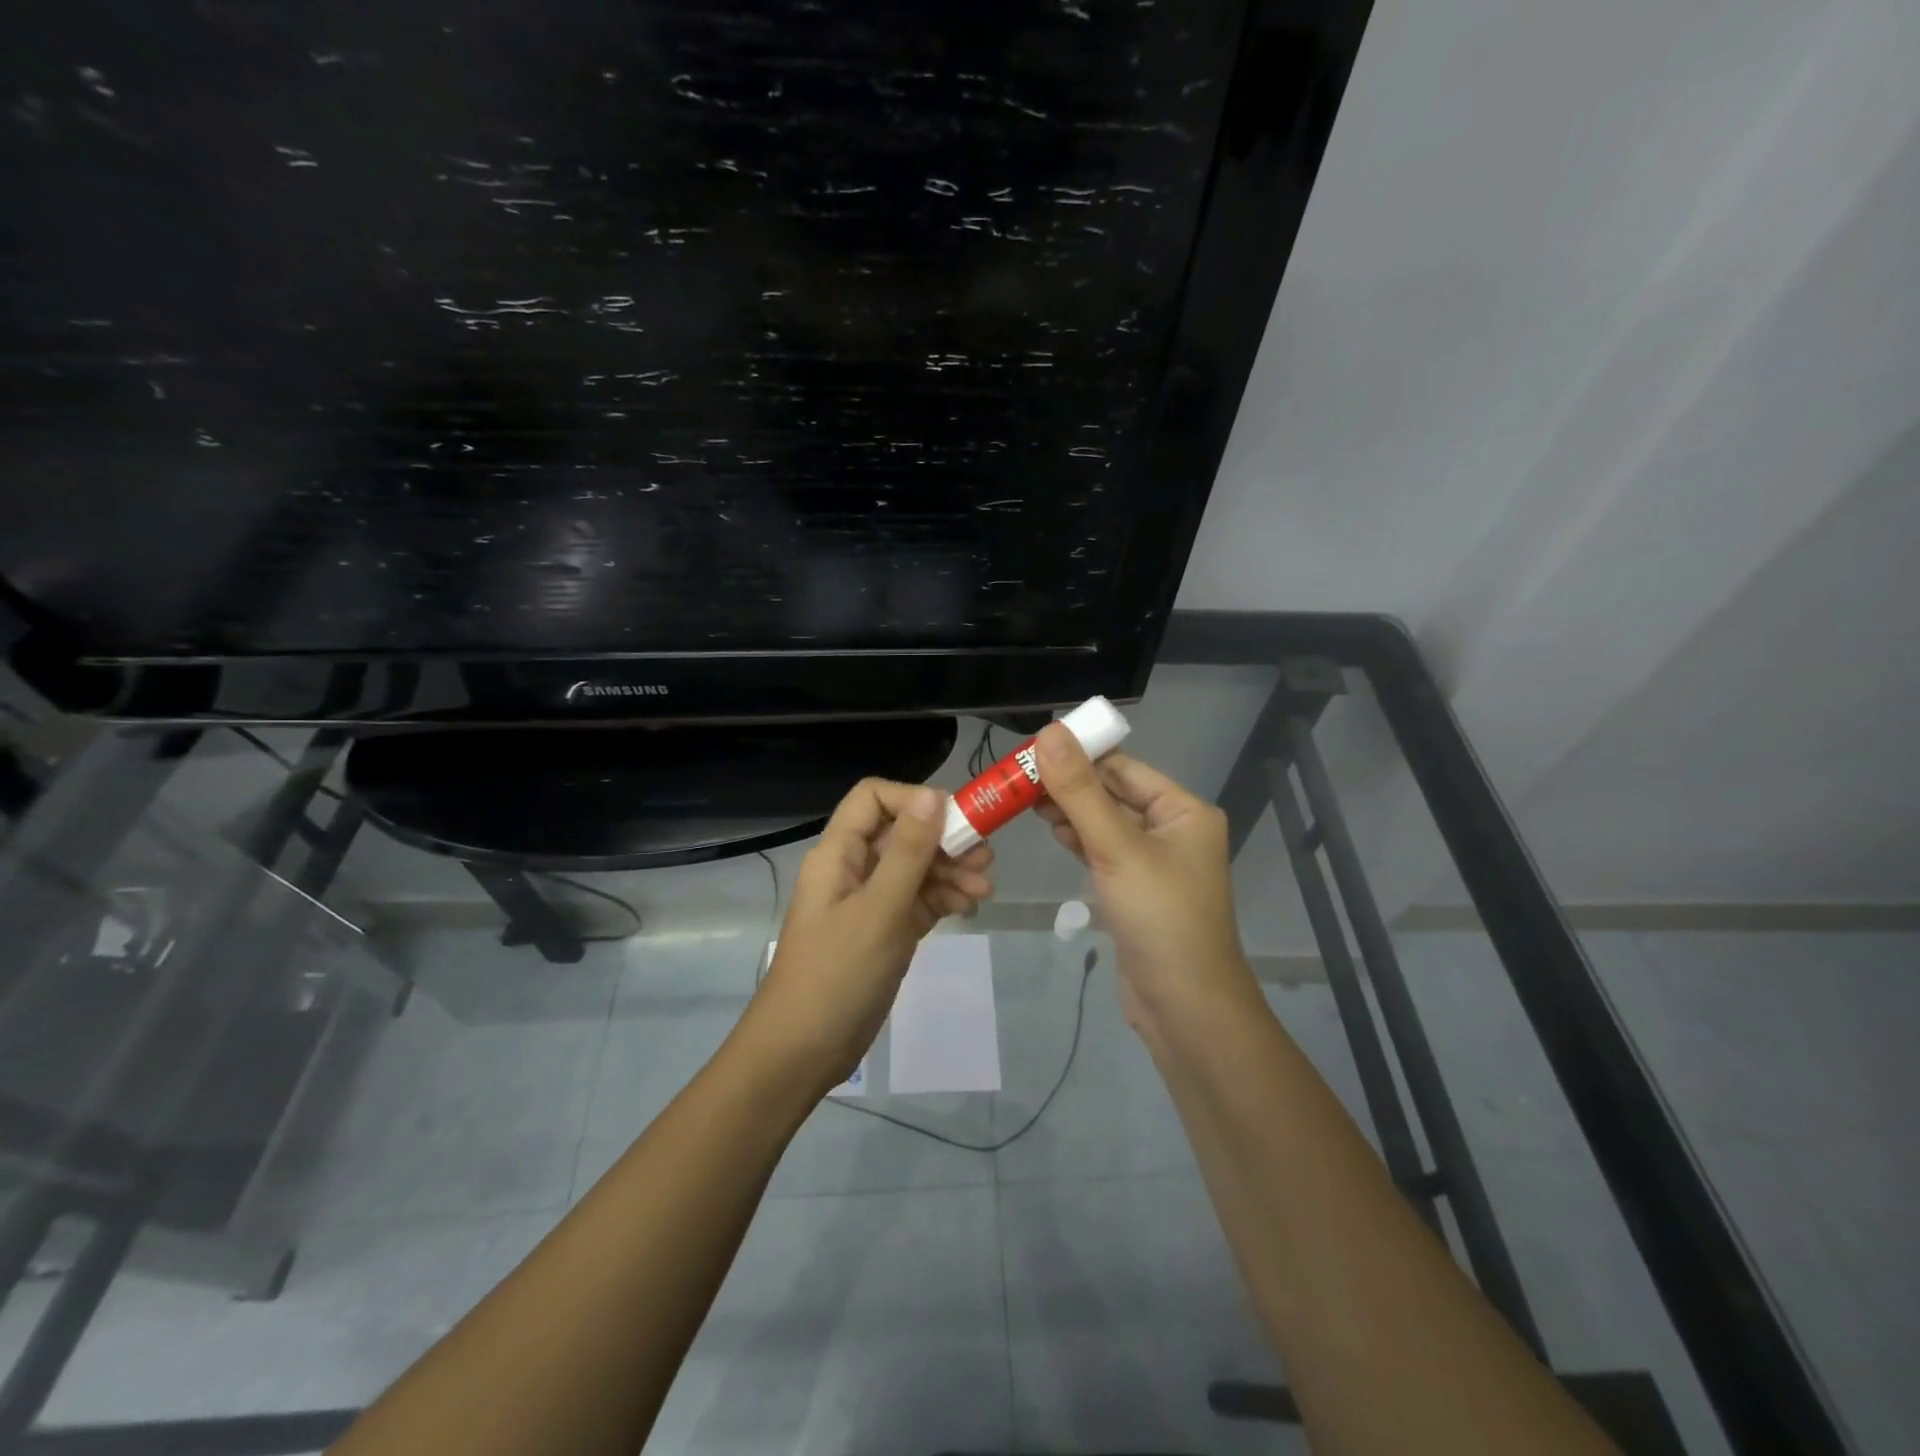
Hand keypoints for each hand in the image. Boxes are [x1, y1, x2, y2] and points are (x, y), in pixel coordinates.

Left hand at [743, 779, 994, 1093]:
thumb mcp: (879, 910)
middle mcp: (853, 869)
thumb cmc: (837, 974)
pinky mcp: (884, 931)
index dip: (914, 799)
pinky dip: (943, 899)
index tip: (955, 818)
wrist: (802, 1052)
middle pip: (902, 834)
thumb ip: (908, 852)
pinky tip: (969, 908)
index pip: (874, 799)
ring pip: (915, 868)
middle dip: (944, 840)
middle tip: (985, 858)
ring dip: (950, 872)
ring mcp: (869, 902)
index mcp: (839, 853)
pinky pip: (917, 901)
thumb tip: (932, 794)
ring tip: (986, 889)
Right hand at [1034, 725, 1256, 1032]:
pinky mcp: (1137, 890)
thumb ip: (1079, 791)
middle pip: (1114, 794)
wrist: (1185, 1007)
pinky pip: (1105, 852)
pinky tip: (1053, 831)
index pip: (1124, 768)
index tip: (1031, 750)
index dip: (1079, 756)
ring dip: (1071, 811)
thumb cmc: (1160, 918)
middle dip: (1070, 785)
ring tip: (1026, 802)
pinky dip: (1080, 839)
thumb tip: (1050, 732)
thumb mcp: (1116, 848)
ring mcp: (1156, 863)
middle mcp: (1175, 830)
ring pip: (1107, 823)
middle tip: (1018, 779)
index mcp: (1184, 811)